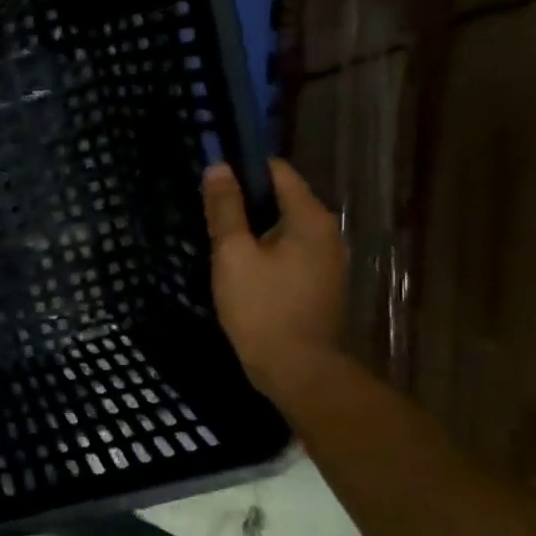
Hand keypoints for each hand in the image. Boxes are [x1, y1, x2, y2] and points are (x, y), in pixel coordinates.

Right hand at [201, 159, 347, 402]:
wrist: (296, 367)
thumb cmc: (261, 307)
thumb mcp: (233, 254)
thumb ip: (225, 209)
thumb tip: (218, 168)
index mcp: (310, 219)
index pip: (278, 172)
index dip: (243, 169)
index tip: (212, 179)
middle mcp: (327, 233)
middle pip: (282, 200)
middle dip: (245, 201)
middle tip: (208, 213)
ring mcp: (327, 260)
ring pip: (284, 228)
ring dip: (253, 229)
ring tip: (218, 241)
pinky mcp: (319, 283)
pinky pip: (289, 252)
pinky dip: (265, 250)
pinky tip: (240, 267)